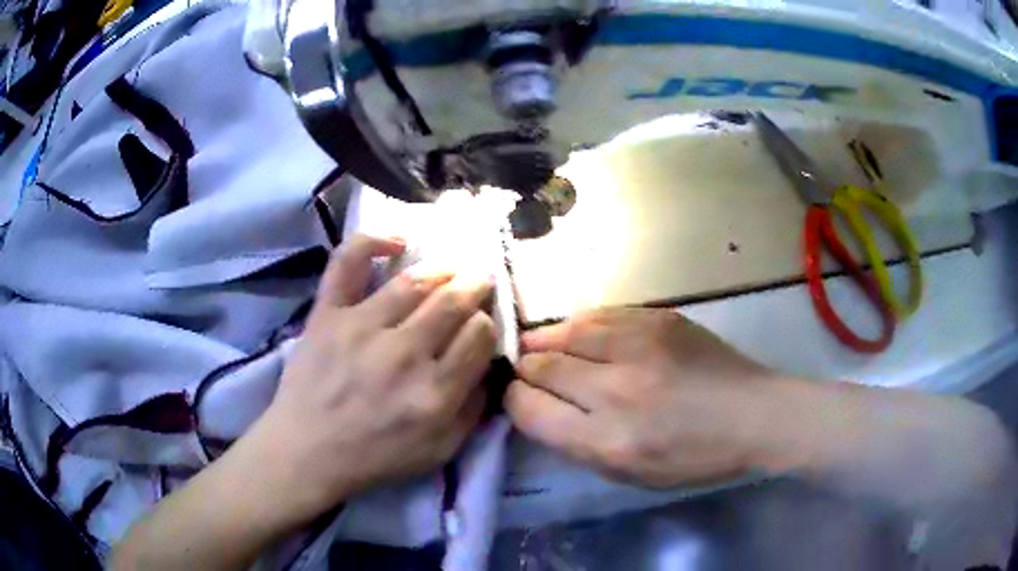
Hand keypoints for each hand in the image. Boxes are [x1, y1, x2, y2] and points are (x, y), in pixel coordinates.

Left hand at [249, 235, 496, 527]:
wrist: (308, 451)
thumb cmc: (375, 456)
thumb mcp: (440, 452)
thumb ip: (473, 412)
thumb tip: (489, 367)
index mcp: (435, 392)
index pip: (479, 335)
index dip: (487, 324)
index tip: (481, 325)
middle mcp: (403, 354)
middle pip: (453, 302)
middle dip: (475, 286)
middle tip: (480, 281)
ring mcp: (361, 328)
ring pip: (414, 282)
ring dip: (442, 269)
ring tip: (450, 269)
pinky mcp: (328, 314)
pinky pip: (348, 264)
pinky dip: (372, 242)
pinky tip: (396, 242)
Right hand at [505, 307, 784, 487]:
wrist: (753, 414)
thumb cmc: (693, 457)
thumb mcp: (629, 474)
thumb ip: (576, 444)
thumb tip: (538, 408)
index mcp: (607, 439)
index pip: (529, 408)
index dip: (514, 401)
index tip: (519, 399)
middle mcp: (616, 389)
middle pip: (541, 366)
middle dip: (526, 370)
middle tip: (527, 372)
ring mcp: (639, 346)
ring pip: (565, 332)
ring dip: (546, 342)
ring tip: (541, 347)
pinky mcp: (659, 318)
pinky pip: (599, 315)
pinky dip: (579, 326)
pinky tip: (577, 333)